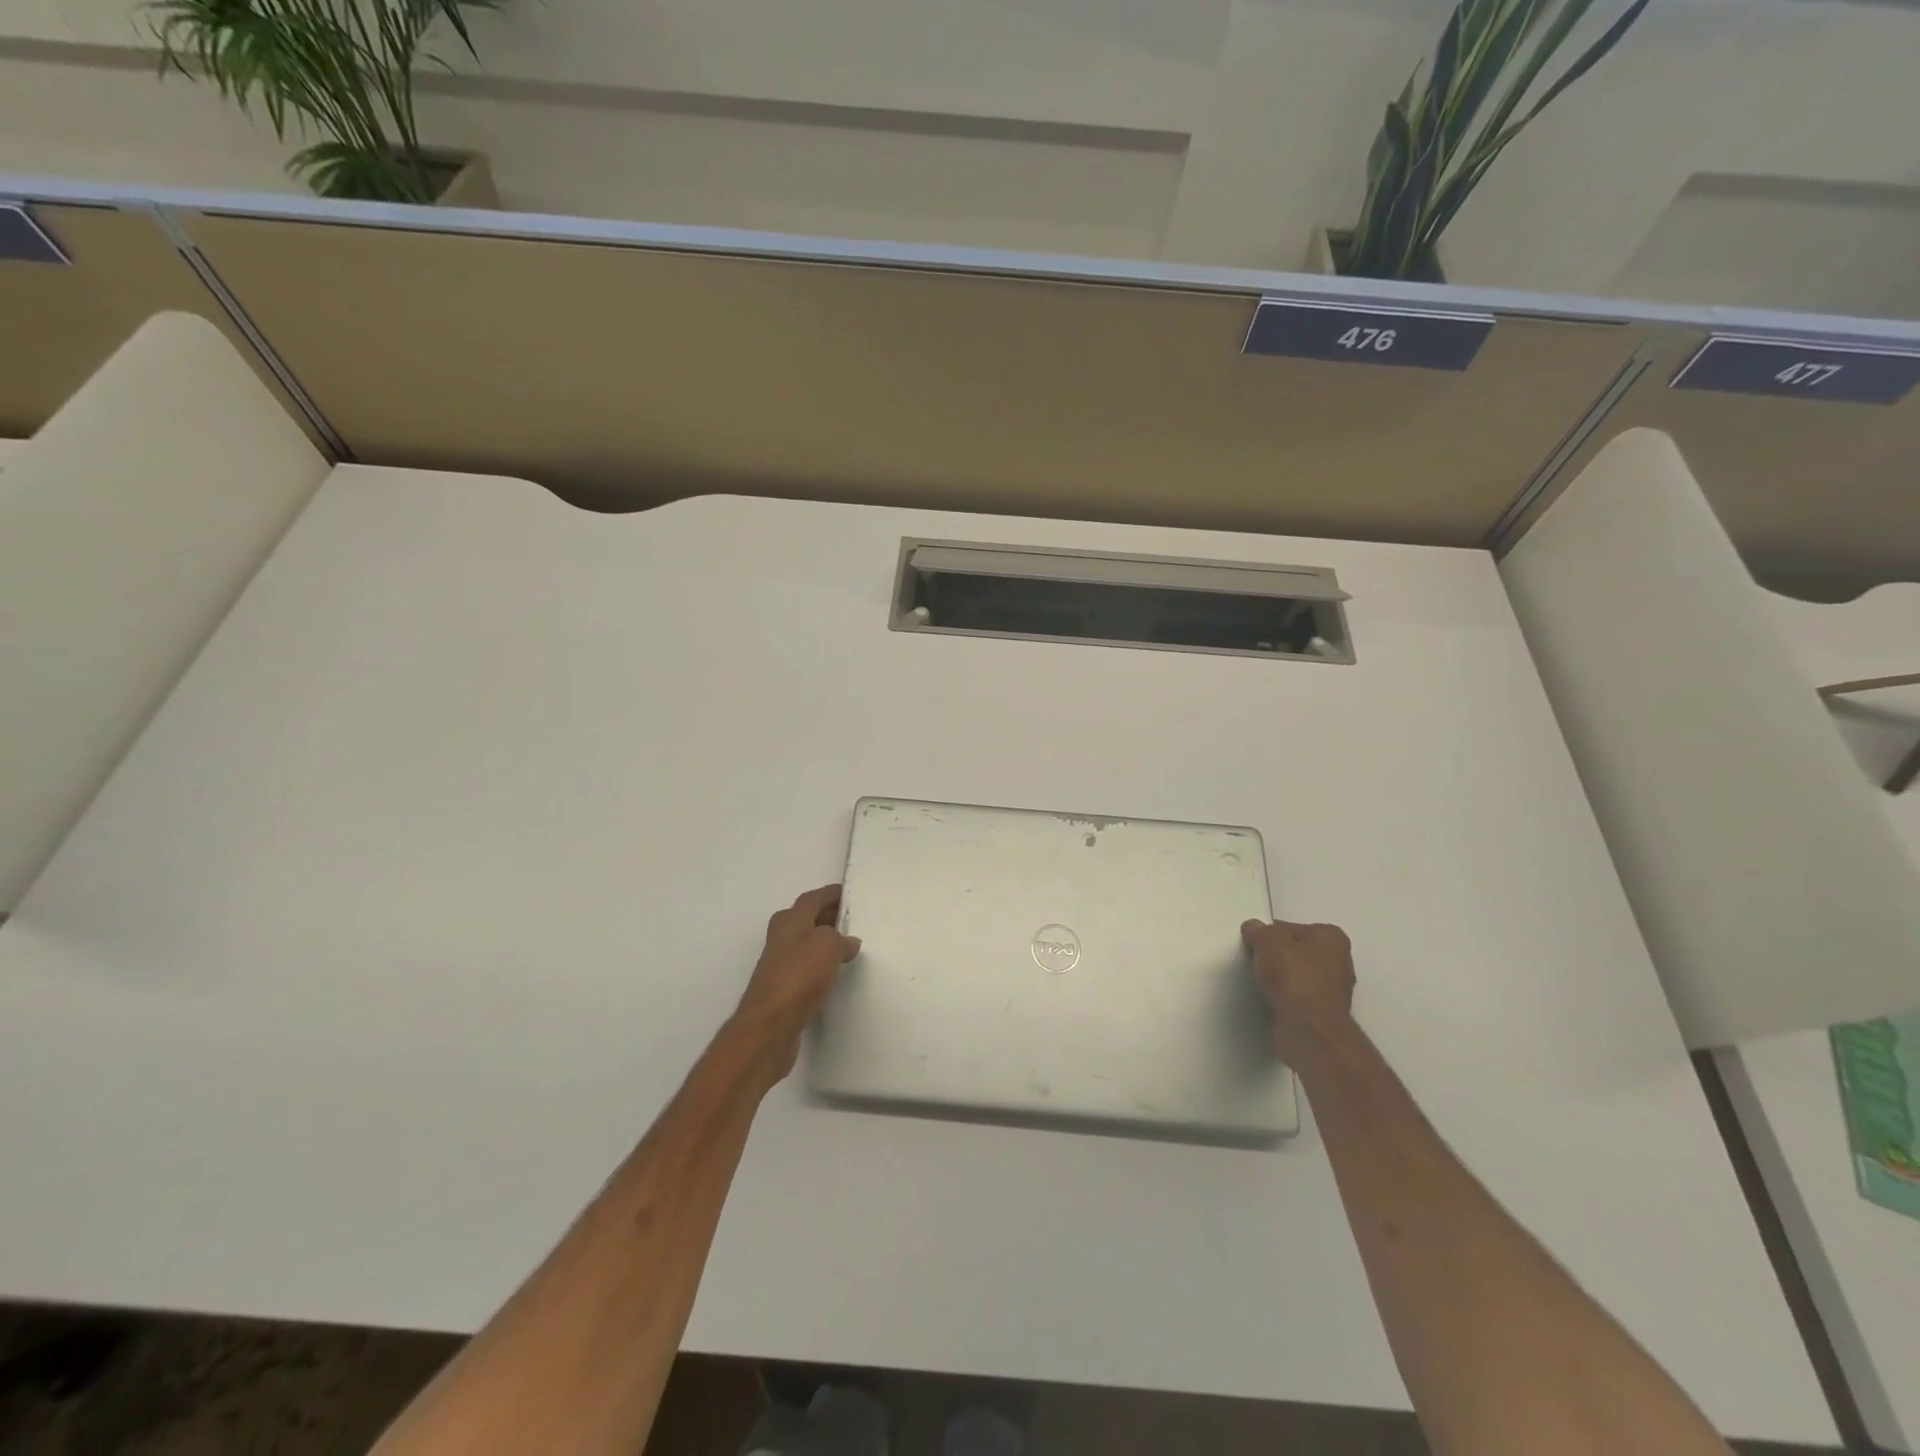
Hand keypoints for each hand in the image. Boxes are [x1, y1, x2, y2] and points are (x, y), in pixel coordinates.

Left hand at [730, 885, 861, 1080]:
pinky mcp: (783, 990)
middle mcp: (781, 938)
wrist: (770, 1026)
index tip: (848, 892)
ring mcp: (780, 965)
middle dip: (829, 917)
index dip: (830, 894)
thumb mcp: (828, 945)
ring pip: (807, 944)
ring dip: (826, 942)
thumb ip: (841, 939)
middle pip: (808, 920)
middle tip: (854, 918)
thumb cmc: (798, 976)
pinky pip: (807, 968)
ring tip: (851, 945)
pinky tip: (836, 974)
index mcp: (789, 920)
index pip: (812, 898)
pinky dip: (822, 966)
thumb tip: (848, 942)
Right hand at [1242, 918, 1356, 1063]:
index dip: (1270, 934)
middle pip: (1298, 952)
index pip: (1292, 928)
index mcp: (1332, 937)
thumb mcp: (1267, 940)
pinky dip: (1286, 998)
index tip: (1255, 944)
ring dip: (1282, 979)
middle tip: (1257, 962)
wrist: (1308, 1027)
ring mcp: (1335, 991)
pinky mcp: (1325, 1014)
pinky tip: (1272, 1000)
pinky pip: (1299, 998)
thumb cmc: (1293, 975)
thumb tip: (1254, 929)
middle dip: (1279, 956)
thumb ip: (1259, 930)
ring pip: (1299, 976)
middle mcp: (1340, 961)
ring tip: (1262, 982)